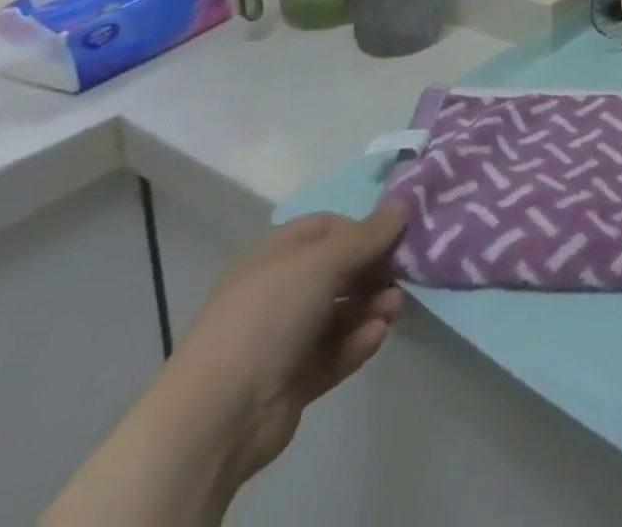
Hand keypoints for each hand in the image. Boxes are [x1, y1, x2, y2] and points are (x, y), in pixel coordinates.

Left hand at [155, 206, 407, 487]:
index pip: (324, 229)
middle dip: (372, 271)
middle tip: (403, 274)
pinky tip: (377, 336)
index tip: (393, 235)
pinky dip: (357, 342)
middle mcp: (277, 293)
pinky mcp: (293, 380)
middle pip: (336, 271)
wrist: (218, 416)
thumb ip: (368, 235)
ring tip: (395, 309)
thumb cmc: (268, 316)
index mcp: (273, 258)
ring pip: (339, 313)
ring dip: (371, 306)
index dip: (359, 228)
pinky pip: (333, 352)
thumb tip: (403, 205)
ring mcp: (283, 339)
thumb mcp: (323, 262)